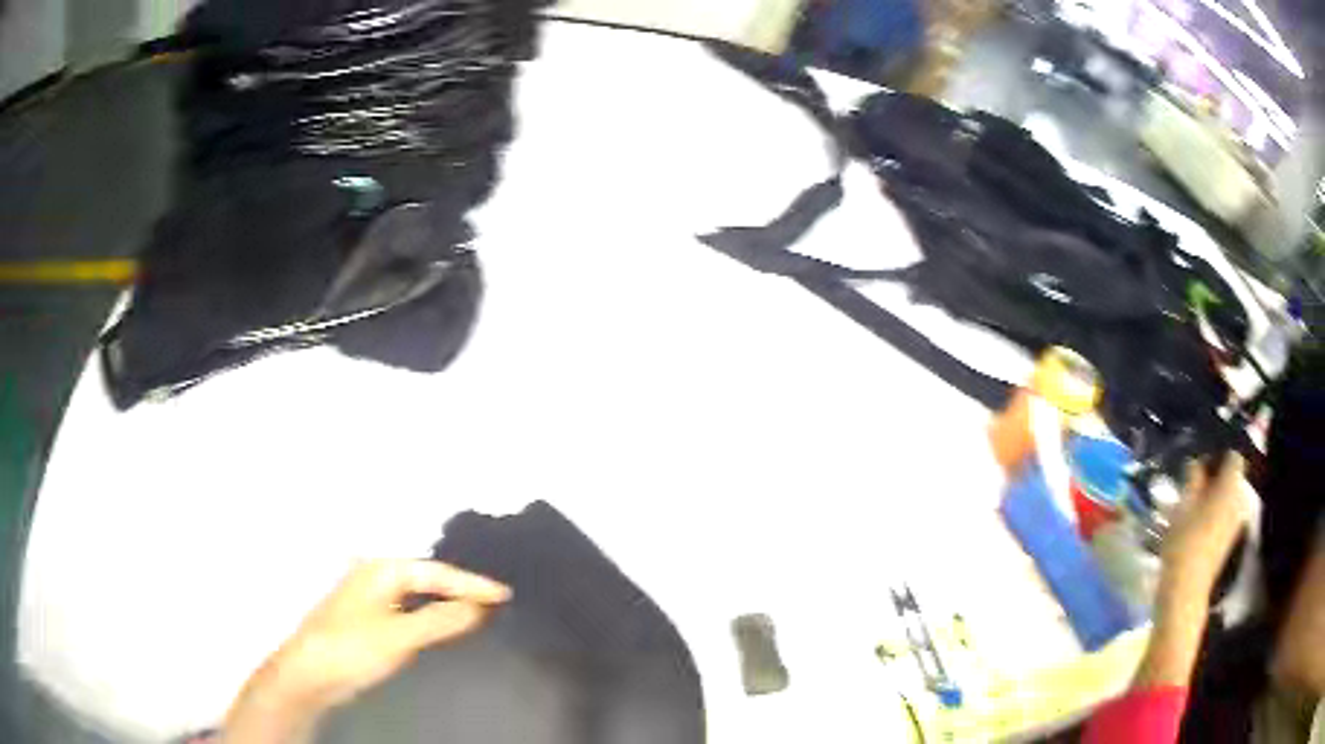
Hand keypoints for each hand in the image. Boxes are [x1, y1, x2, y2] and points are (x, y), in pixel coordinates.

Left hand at [223, 560, 509, 743]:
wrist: (311, 673)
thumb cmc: (353, 647)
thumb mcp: (401, 636)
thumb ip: (442, 620)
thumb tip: (482, 606)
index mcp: (382, 569)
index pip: (438, 573)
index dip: (473, 584)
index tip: (506, 595)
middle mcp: (377, 576)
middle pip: (428, 580)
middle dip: (462, 590)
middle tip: (497, 602)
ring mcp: (372, 599)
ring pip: (419, 597)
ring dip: (447, 605)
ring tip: (480, 613)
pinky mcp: (370, 621)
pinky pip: (411, 612)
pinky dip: (432, 618)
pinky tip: (445, 629)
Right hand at [1133, 453, 1249, 689]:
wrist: (1186, 592)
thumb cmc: (1184, 543)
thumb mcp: (1183, 506)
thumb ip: (1192, 480)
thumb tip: (1196, 463)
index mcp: (1231, 485)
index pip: (1233, 457)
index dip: (1218, 458)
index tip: (1200, 465)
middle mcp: (1240, 500)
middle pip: (1231, 480)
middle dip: (1215, 480)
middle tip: (1193, 488)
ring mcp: (1236, 524)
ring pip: (1227, 501)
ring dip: (1213, 500)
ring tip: (1192, 509)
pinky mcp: (1229, 542)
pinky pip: (1225, 518)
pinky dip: (1214, 517)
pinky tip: (1196, 529)